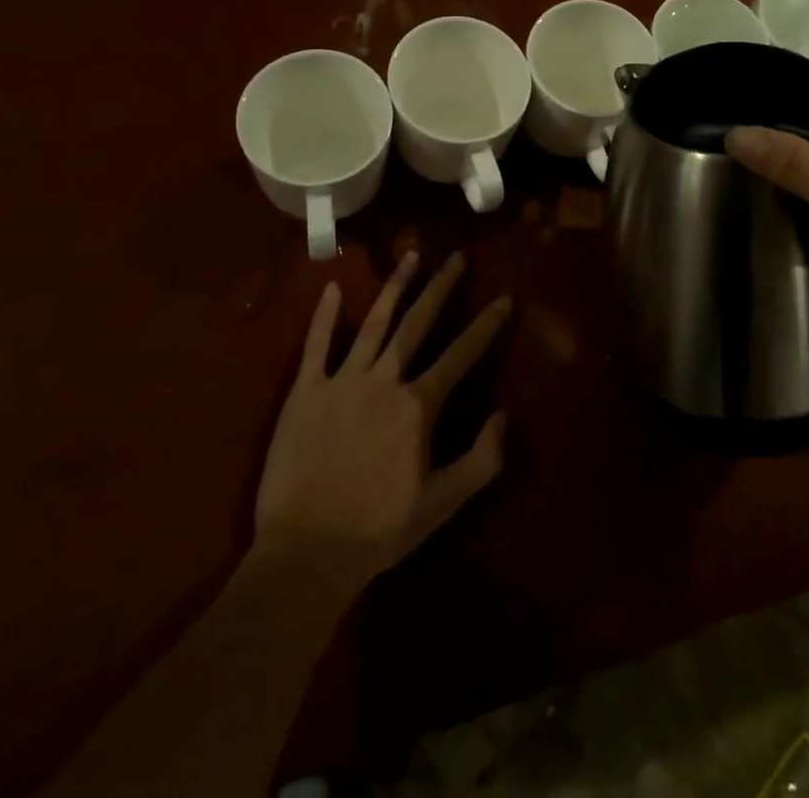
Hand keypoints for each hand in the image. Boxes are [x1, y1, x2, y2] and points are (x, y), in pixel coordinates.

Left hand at [254, 251, 510, 582]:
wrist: (307, 552)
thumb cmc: (380, 530)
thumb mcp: (444, 503)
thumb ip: (482, 458)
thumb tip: (504, 414)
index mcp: (418, 405)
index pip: (460, 355)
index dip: (486, 326)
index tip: (504, 298)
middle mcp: (383, 380)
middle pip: (417, 323)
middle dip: (441, 287)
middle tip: (457, 258)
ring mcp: (341, 381)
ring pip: (373, 322)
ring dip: (394, 287)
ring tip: (411, 256)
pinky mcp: (305, 392)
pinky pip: (315, 346)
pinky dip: (323, 316)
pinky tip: (331, 288)